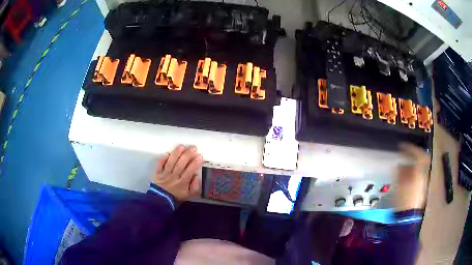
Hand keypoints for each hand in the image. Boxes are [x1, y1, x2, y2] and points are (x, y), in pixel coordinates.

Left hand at [153, 145, 202, 200]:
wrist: (161, 201)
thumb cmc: (176, 197)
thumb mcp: (189, 195)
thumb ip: (195, 186)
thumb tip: (196, 175)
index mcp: (182, 183)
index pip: (190, 170)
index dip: (195, 163)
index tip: (200, 156)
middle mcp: (174, 177)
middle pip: (181, 164)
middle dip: (188, 154)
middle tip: (193, 148)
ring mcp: (165, 174)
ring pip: (171, 162)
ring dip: (177, 153)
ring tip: (182, 146)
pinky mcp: (157, 173)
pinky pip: (160, 164)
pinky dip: (163, 158)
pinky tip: (168, 153)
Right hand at [394, 143, 429, 210]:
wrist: (408, 217)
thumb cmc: (404, 199)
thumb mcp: (400, 185)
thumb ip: (401, 172)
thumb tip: (400, 165)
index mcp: (419, 172)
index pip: (419, 155)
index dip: (411, 148)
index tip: (403, 146)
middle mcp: (424, 175)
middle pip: (420, 161)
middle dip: (412, 156)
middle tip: (404, 155)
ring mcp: (423, 183)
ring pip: (420, 168)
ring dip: (412, 165)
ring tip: (404, 166)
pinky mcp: (421, 189)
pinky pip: (418, 176)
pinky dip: (413, 173)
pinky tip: (406, 177)